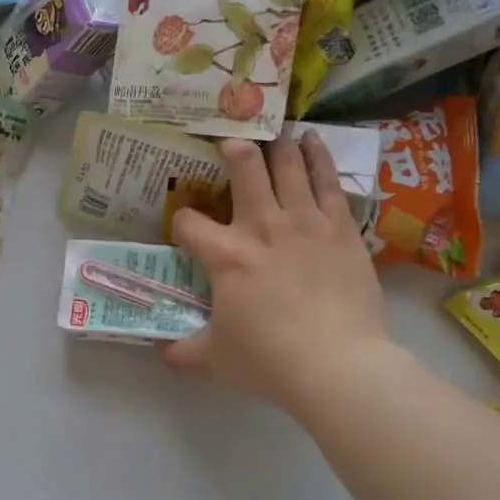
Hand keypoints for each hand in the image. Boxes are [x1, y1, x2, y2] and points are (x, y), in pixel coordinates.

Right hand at [165, 134, 395, 416]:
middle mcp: (262, 226)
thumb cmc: (270, 363)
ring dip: (276, 145)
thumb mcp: (212, 361)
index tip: (184, 232)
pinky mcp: (341, 228)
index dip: (180, 223)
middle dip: (231, 150)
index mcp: (225, 255)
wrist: (340, 367)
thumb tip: (158, 350)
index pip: (188, 222)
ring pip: (287, 165)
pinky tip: (312, 141)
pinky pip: (327, 181)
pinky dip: (318, 157)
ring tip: (273, 132)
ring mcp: (305, 222)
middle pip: (243, 168)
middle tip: (228, 144)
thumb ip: (180, 351)